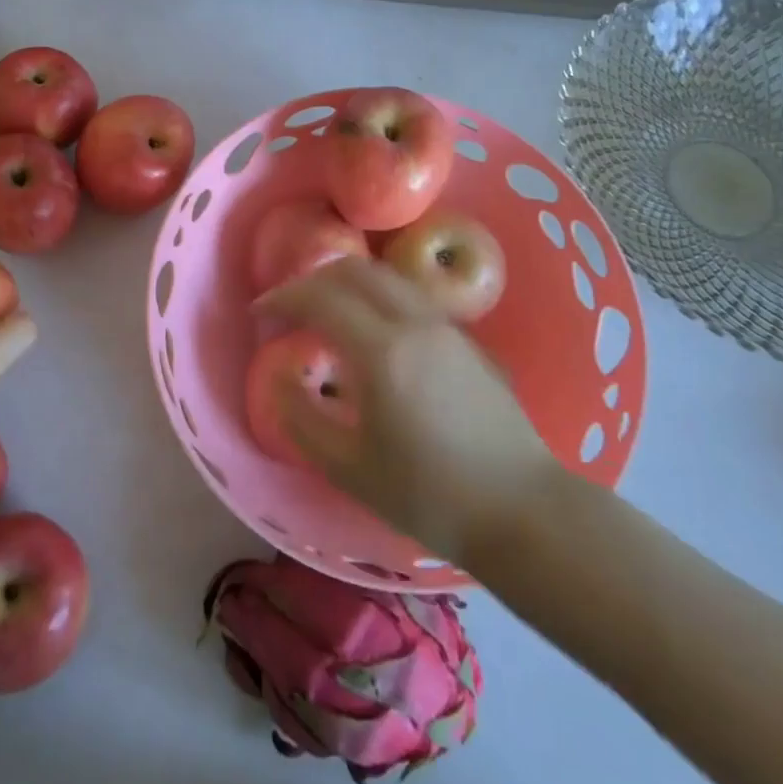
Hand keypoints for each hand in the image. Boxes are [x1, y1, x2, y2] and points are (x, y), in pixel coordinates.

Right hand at [258, 256, 561, 565]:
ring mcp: (446, 327)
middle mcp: (415, 323)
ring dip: (346, 282)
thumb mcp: (349, 468)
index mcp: (382, 351)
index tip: (259, 314)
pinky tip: (371, 331)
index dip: (283, 298)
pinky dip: (377, 296)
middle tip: (288, 307)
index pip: (320, 298)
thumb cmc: (430, 496)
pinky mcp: (467, 340)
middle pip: (354, 271)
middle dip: (312, 280)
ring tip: (325, 312)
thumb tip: (278, 375)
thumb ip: (301, 417)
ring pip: (386, 278)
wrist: (522, 512)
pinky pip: (410, 297)